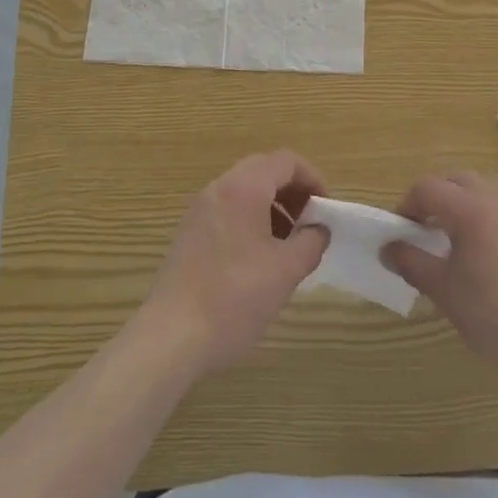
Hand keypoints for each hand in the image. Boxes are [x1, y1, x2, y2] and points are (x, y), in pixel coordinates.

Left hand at [141, 150, 329, 378]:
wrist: (172, 336)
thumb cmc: (235, 297)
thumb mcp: (286, 271)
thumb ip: (311, 242)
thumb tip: (319, 230)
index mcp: (244, 187)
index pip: (286, 161)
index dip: (313, 179)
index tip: (325, 211)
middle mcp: (219, 188)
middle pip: (264, 170)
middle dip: (293, 192)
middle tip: (309, 224)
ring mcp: (200, 209)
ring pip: (245, 191)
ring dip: (273, 207)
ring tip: (288, 245)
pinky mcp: (189, 232)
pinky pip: (228, 210)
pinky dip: (251, 220)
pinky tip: (259, 259)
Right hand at [382, 172, 497, 389]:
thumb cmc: (493, 315)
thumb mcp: (444, 291)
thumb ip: (412, 263)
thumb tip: (388, 249)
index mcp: (471, 210)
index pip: (428, 188)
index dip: (408, 204)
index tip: (401, 230)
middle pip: (460, 180)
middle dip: (439, 196)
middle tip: (427, 226)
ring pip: (491, 188)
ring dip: (469, 200)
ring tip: (461, 231)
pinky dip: (497, 217)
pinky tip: (496, 247)